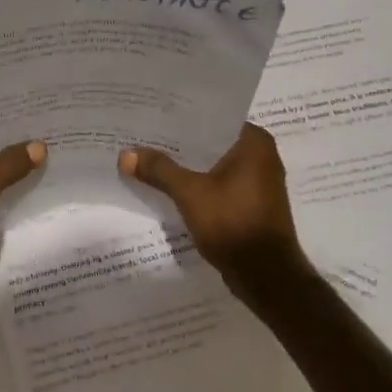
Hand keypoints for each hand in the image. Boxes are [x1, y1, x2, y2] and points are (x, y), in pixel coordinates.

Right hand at [119, 124, 312, 304]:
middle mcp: (261, 156)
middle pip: (210, 142)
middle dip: (179, 144)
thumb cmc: (233, 223)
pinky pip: (218, 184)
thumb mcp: (190, 193)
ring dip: (187, 166)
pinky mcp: (251, 204)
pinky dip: (197, 184)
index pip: (212, 118)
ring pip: (213, 165)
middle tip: (143, 136)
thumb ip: (159, 170)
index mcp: (255, 142)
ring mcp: (258, 182)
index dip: (180, 118)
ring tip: (149, 158)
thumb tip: (125, 154)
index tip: (152, 115)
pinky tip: (169, 186)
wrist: (265, 276)